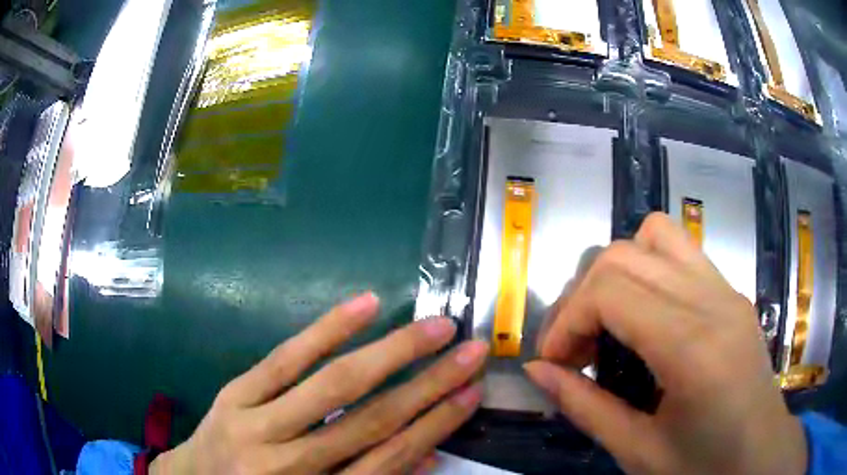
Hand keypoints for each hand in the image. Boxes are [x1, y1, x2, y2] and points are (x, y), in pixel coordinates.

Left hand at [151, 293, 487, 473]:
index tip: (473, 393)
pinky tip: (365, 305)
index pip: (388, 461)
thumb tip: (429, 457)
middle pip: (369, 422)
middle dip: (428, 385)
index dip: (435, 427)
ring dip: (391, 353)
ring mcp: (256, 425)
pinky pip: (284, 358)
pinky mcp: (235, 393)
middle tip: (470, 351)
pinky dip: (327, 331)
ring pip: (333, 386)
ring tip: (435, 327)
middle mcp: (289, 466)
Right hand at [525, 213, 805, 474]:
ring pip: (655, 234)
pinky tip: (646, 318)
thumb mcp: (638, 451)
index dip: (567, 320)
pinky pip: (680, 251)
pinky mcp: (731, 291)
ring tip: (611, 322)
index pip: (611, 290)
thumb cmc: (704, 466)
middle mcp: (712, 300)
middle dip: (582, 296)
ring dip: (618, 271)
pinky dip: (648, 269)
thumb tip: (536, 370)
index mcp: (693, 347)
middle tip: (575, 349)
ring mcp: (726, 288)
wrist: (760, 453)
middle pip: (624, 254)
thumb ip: (585, 407)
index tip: (554, 362)